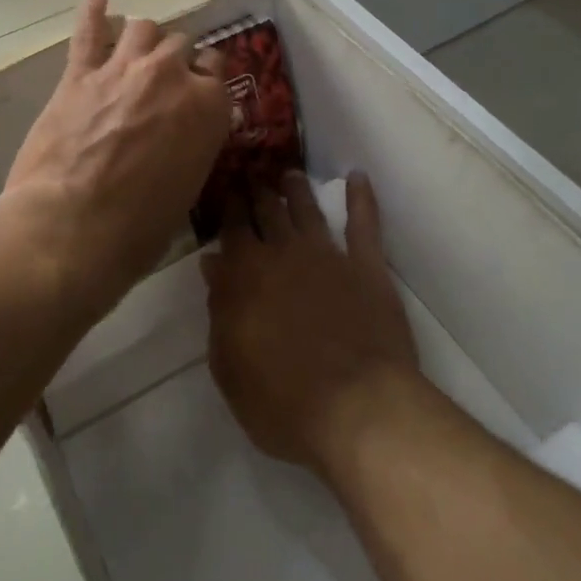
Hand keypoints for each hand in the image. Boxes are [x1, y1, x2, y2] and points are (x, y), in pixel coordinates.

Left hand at [6, 0, 231, 311]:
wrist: (71, 230)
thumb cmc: (138, 229)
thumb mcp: (188, 188)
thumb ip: (196, 145)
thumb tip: (192, 130)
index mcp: (209, 106)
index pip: (217, 69)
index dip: (206, 80)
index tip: (198, 91)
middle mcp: (172, 75)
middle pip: (181, 45)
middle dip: (176, 60)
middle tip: (164, 81)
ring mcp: (124, 68)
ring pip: (143, 27)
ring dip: (143, 37)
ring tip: (136, 48)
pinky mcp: (80, 74)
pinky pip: (89, 30)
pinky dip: (93, 9)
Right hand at [204, 171, 423, 478]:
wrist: (357, 408)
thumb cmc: (281, 400)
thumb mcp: (229, 364)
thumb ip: (219, 309)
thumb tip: (213, 262)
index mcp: (246, 274)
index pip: (233, 228)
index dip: (229, 206)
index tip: (226, 187)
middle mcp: (285, 253)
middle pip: (268, 212)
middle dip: (258, 191)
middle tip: (252, 172)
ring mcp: (329, 256)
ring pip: (308, 210)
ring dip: (297, 190)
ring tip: (290, 173)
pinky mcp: (368, 267)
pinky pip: (364, 224)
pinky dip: (362, 198)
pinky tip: (358, 178)